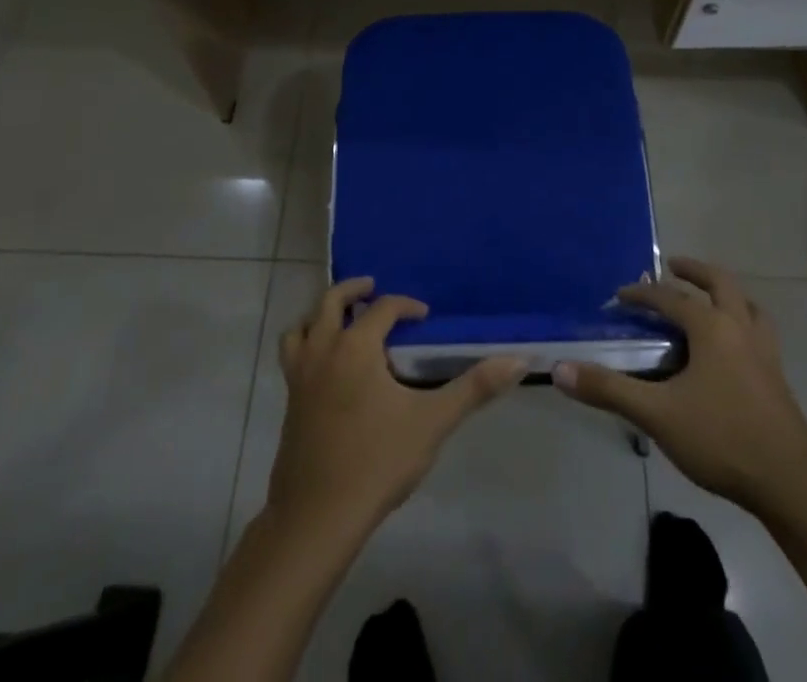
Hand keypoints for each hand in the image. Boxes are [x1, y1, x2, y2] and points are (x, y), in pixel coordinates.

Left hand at [267, 276, 524, 539]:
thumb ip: (474, 388)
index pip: (383, 308)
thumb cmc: (377, 462)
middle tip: (372, 288)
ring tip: (341, 320)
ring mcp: (299, 376)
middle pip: (331, 301)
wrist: (317, 518)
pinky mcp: (288, 402)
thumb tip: (518, 360)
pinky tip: (325, 367)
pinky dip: (306, 344)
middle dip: (354, 290)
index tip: (424, 315)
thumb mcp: (432, 422)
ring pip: (302, 326)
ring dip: (321, 314)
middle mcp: (323, 350)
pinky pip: (292, 355)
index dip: (405, 306)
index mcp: (356, 347)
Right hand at [555, 257, 806, 512]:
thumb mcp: (657, 415)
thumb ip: (609, 390)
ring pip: (746, 304)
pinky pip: (758, 331)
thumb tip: (561, 369)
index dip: (641, 293)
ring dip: (725, 293)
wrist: (792, 484)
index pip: (670, 297)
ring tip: (708, 298)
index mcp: (712, 327)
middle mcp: (740, 327)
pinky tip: (733, 346)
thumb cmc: (722, 439)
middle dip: (694, 271)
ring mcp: (765, 351)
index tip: (619, 296)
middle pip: (719, 282)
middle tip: (673, 267)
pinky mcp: (777, 377)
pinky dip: (742, 321)